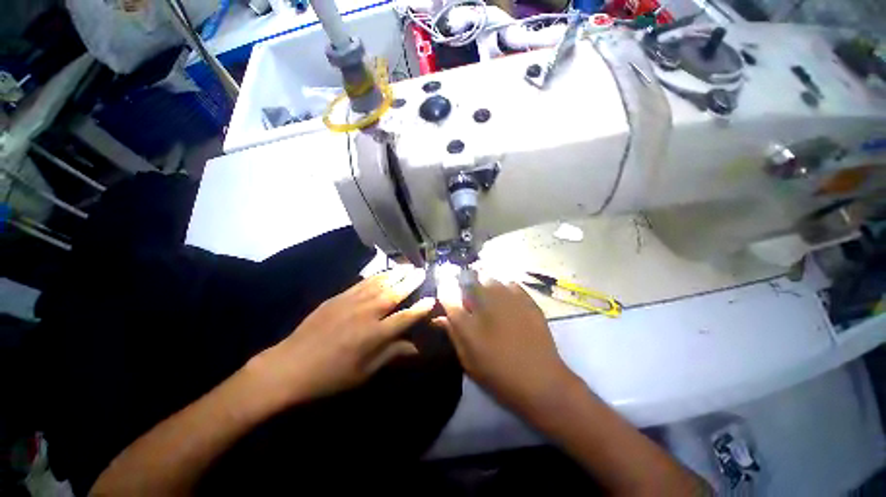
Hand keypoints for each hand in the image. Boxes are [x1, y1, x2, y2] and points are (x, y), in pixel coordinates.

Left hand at [251, 266, 432, 405]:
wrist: (290, 365)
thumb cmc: (330, 375)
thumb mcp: (364, 372)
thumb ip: (391, 355)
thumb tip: (415, 349)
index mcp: (374, 335)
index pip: (404, 318)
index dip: (420, 309)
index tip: (432, 299)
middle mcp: (366, 314)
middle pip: (394, 294)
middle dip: (410, 282)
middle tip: (422, 271)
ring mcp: (351, 302)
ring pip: (379, 284)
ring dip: (395, 274)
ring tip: (407, 266)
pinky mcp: (339, 297)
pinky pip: (363, 283)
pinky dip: (377, 276)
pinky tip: (384, 272)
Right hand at [436, 279, 577, 416]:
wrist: (541, 382)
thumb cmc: (499, 375)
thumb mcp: (469, 361)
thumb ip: (454, 335)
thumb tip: (439, 319)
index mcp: (469, 323)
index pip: (449, 299)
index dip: (445, 294)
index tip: (446, 295)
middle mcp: (487, 306)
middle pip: (470, 282)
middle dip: (466, 285)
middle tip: (469, 296)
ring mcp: (509, 301)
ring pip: (491, 280)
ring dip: (485, 284)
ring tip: (488, 295)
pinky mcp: (527, 302)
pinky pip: (512, 285)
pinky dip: (506, 288)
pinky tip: (507, 298)